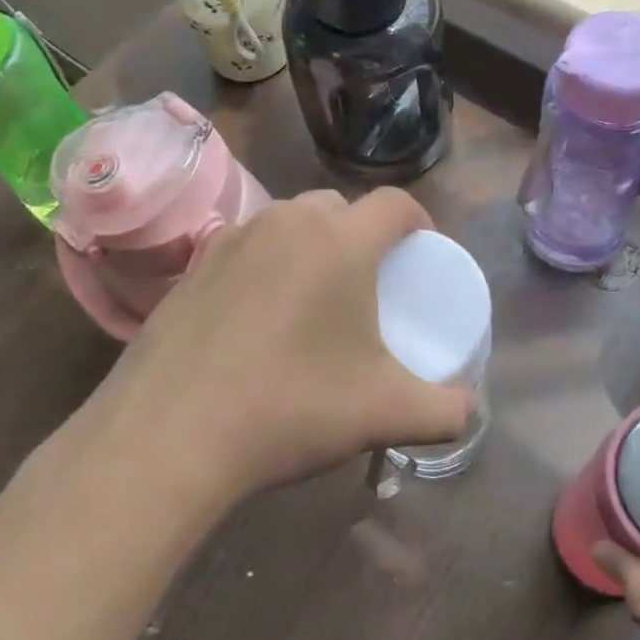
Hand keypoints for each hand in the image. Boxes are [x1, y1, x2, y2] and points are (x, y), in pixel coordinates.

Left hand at [83, 188, 475, 508]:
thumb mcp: (385, 413)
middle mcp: (287, 222)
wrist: (169, 435)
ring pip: (289, 222)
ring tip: (312, 297)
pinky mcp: (192, 264)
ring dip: (311, 245)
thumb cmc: (291, 407)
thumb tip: (469, 412)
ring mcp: (233, 238)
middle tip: (368, 282)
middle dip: (362, 233)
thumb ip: (445, 411)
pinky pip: (246, 246)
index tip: (422, 253)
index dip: (418, 220)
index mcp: (341, 241)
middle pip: (340, 207)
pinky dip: (266, 264)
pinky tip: (257, 315)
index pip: (396, 203)